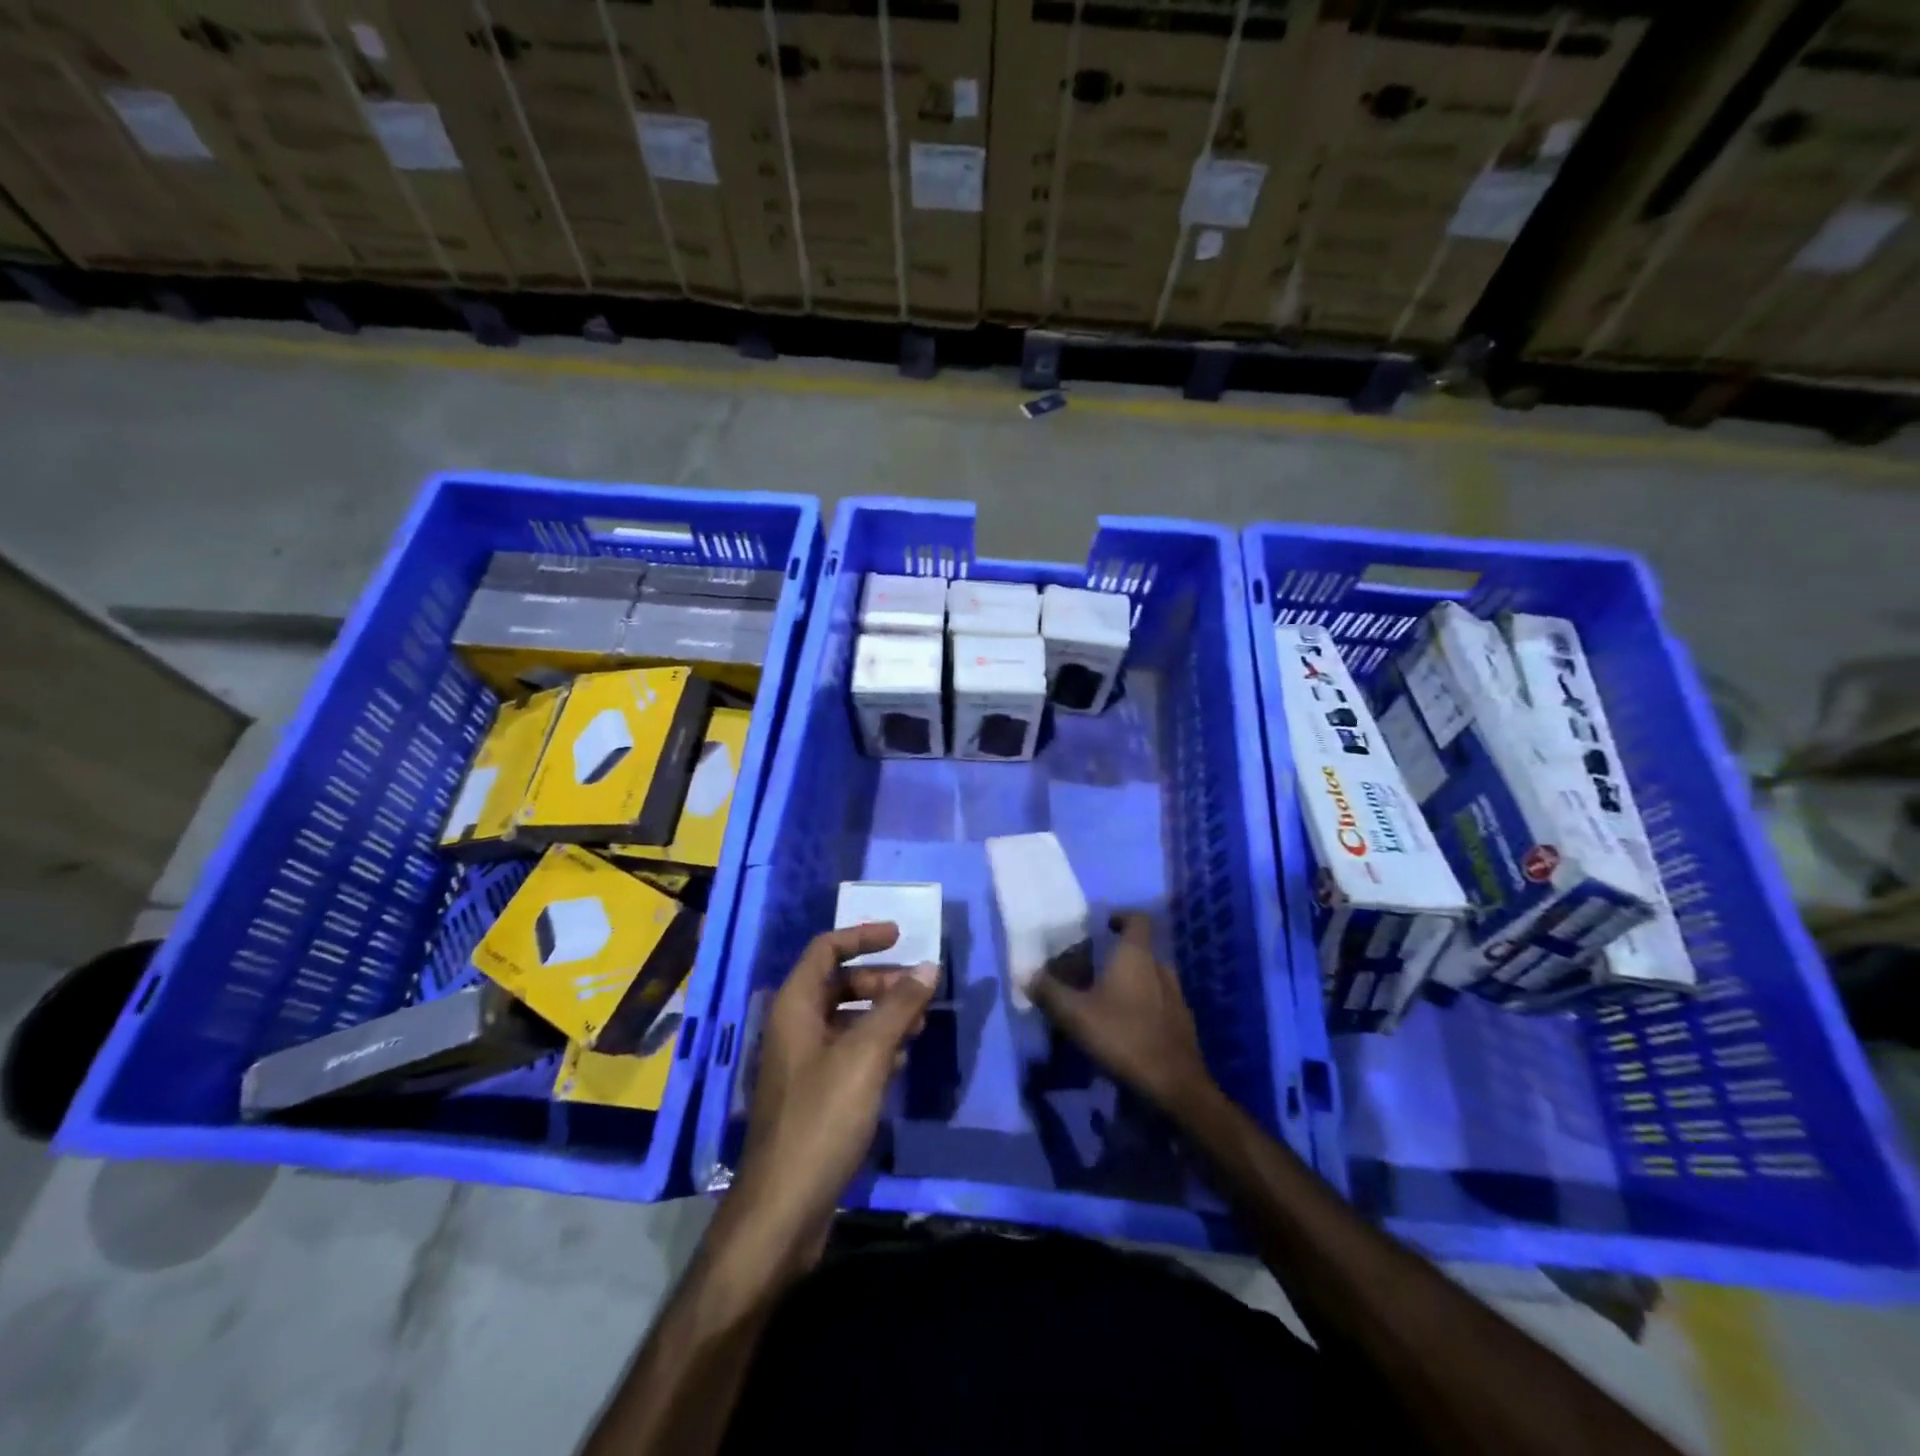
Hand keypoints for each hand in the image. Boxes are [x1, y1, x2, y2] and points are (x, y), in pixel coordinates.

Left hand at [724, 923, 938, 1276]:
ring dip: (882, 1014)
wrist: (784, 1208)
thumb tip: (928, 966)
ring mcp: (802, 1062)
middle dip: (880, 981)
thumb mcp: (867, 1055)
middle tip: (919, 991)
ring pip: (846, 1019)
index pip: (826, 949)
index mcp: (795, 1006)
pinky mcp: (813, 1094)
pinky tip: (902, 1060)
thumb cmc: (822, 1118)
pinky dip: (875, 1046)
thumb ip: (898, 1006)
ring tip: (919, 1024)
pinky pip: (847, 1052)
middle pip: (839, 983)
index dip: (862, 936)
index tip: (901, 936)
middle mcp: (794, 1026)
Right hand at [1029, 913, 1216, 1117]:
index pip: (1137, 919)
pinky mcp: (1182, 1025)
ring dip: (1131, 983)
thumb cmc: (1123, 1037)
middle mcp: (1161, 968)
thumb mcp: (1075, 1014)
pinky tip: (1125, 1029)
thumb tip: (1028, 974)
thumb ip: (1049, 991)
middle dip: (1118, 956)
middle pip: (1142, 950)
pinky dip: (1143, 1007)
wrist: (1175, 1086)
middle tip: (1092, 970)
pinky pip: (1160, 1004)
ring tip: (1105, 1000)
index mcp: (1137, 956)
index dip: (1121, 916)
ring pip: (1151, 978)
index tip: (1103, 926)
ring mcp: (1177, 997)